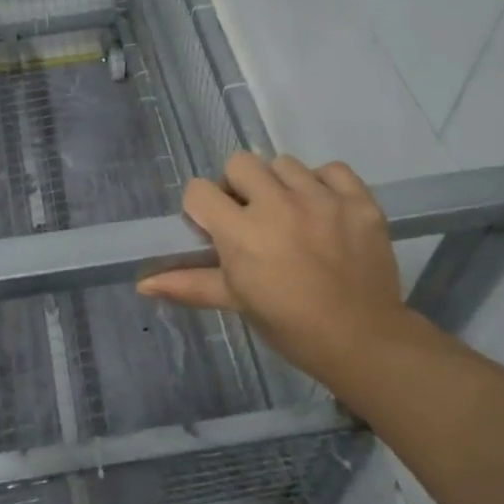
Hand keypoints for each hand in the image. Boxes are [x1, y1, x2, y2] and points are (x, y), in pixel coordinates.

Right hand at [138, 154, 433, 398]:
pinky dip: (325, 184)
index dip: (202, 207)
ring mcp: (322, 199)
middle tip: (252, 216)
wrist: (362, 340)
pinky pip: (332, 169)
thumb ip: (189, 283)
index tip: (215, 227)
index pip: (200, 190)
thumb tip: (141, 284)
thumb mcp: (236, 302)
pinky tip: (325, 210)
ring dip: (281, 185)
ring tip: (292, 215)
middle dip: (239, 186)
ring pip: (285, 164)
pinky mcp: (358, 200)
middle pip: (240, 163)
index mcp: (242, 233)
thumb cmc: (289, 325)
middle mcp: (278, 205)